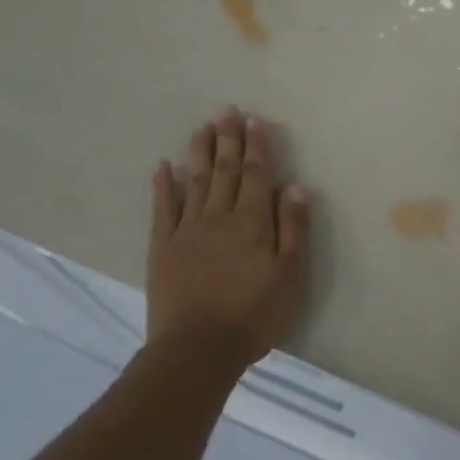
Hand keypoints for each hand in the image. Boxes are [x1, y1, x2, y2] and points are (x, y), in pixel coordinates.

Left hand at [147, 106, 311, 370]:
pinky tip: (163, 166)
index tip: (255, 119)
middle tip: (227, 110)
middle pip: (225, 170)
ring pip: (196, 181)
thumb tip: (296, 184)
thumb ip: (293, 227)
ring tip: (203, 126)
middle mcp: (219, 216)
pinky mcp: (163, 247)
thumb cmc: (253, 314)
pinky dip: (163, 185)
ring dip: (200, 151)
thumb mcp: (289, 274)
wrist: (197, 349)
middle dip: (229, 139)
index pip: (257, 174)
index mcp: (252, 222)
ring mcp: (187, 230)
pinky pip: (163, 209)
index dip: (257, 146)